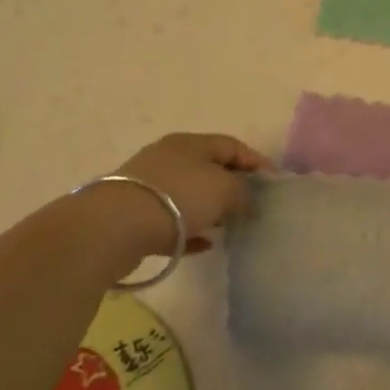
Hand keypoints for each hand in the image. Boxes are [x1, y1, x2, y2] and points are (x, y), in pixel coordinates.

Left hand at [109, 132, 268, 254]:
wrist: (115, 227)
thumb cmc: (178, 197)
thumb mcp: (223, 189)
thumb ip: (244, 193)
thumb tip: (249, 200)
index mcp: (191, 143)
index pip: (232, 146)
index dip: (256, 162)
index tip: (273, 184)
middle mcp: (169, 157)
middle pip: (209, 168)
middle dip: (232, 186)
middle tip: (251, 207)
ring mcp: (149, 186)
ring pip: (189, 194)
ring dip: (210, 209)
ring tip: (228, 227)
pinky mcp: (135, 215)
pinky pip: (171, 221)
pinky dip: (190, 231)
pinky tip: (204, 246)